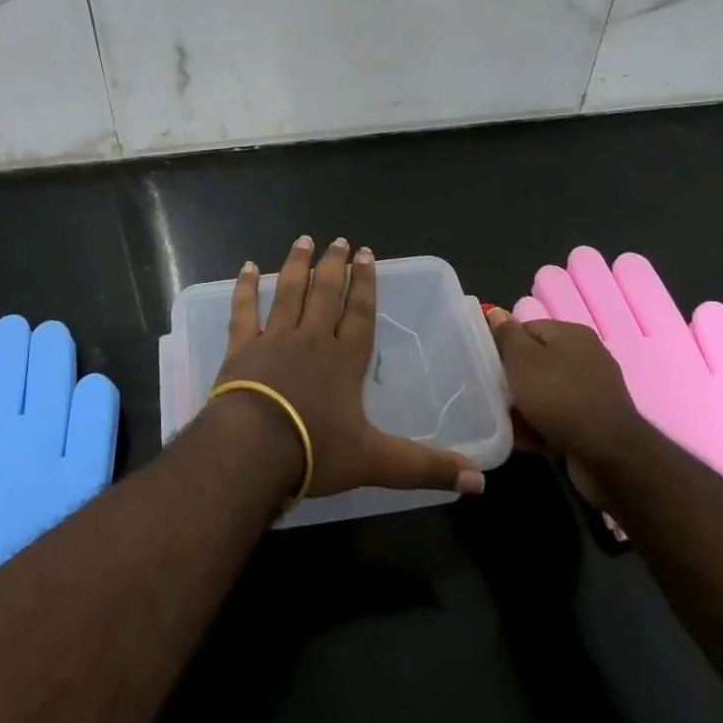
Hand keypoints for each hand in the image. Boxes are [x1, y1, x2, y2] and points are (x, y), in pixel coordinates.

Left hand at [0, 317, 117, 645]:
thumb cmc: (38, 546)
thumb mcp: (88, 489)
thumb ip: (94, 427)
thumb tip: (89, 378)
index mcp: (45, 422)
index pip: (50, 352)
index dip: (50, 340)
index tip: (49, 339)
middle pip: (8, 350)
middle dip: (13, 338)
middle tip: (14, 336)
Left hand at [211, 236, 485, 501]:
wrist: (253, 449)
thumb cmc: (315, 451)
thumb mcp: (377, 463)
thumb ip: (425, 467)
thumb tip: (480, 482)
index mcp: (344, 359)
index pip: (360, 312)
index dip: (365, 283)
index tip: (366, 254)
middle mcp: (311, 339)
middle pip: (326, 293)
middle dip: (334, 265)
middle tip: (338, 240)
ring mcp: (274, 338)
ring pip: (289, 292)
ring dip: (297, 265)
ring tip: (304, 240)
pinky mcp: (242, 347)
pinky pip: (244, 309)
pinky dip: (246, 286)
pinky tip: (248, 266)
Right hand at [483, 303, 647, 507]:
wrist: (609, 457)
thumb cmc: (560, 398)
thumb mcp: (522, 360)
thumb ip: (507, 335)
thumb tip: (496, 312)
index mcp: (573, 334)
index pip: (527, 328)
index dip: (505, 344)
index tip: (489, 365)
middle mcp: (587, 357)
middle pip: (537, 360)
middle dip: (514, 377)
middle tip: (493, 391)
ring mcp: (594, 391)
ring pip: (546, 391)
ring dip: (525, 404)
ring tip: (504, 419)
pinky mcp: (595, 422)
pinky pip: (559, 416)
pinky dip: (541, 424)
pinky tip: (523, 438)